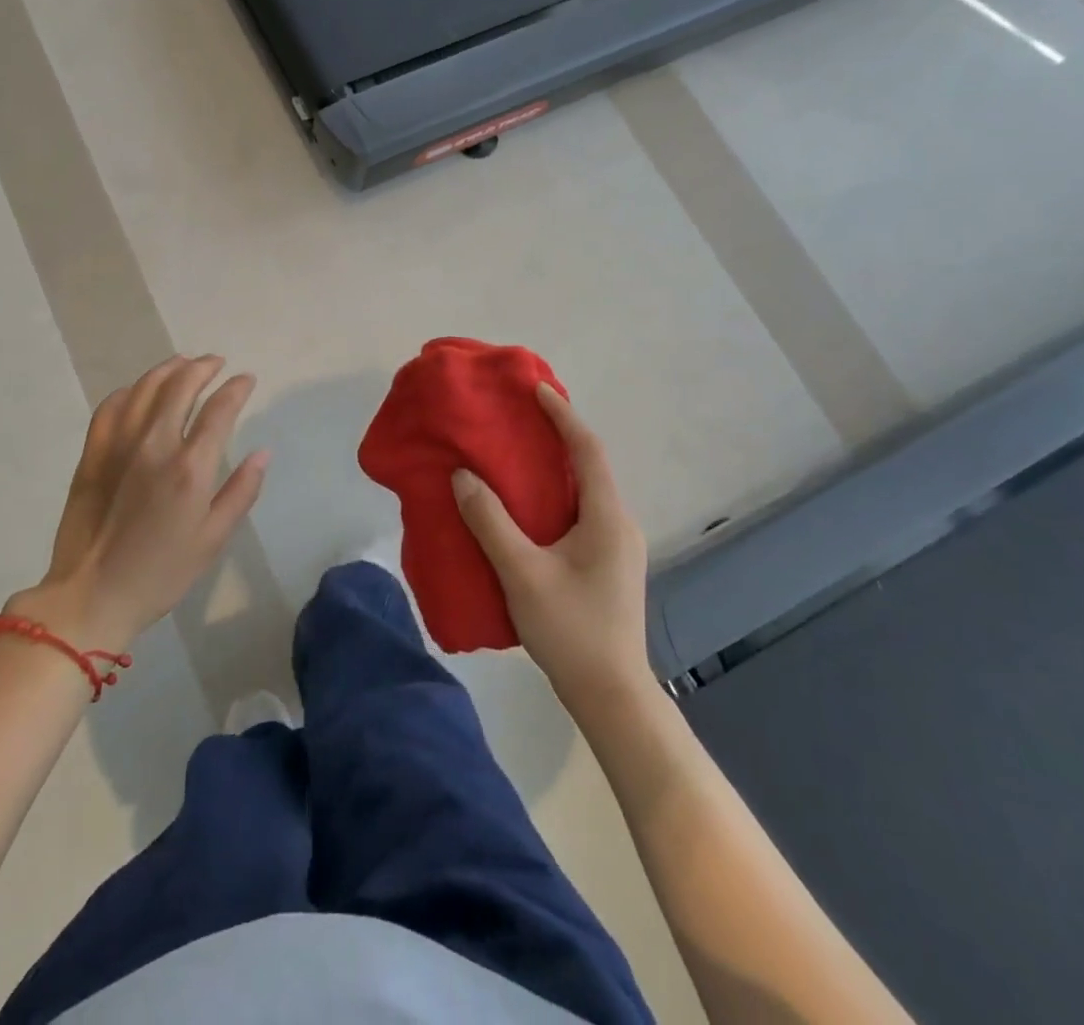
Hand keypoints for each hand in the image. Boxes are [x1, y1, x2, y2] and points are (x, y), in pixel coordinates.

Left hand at [8, 355, 268, 651]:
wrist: (91, 596)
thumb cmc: (161, 573)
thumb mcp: (213, 539)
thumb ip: (241, 491)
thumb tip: (262, 453)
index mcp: (190, 467)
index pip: (219, 409)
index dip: (236, 388)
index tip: (246, 379)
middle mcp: (155, 444)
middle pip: (181, 386)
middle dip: (203, 368)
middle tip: (216, 363)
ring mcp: (119, 445)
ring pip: (145, 388)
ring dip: (168, 369)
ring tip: (183, 363)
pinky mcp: (93, 453)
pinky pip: (111, 407)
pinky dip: (130, 391)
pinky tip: (139, 391)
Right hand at [452, 384, 651, 709]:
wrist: (611, 694)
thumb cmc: (570, 629)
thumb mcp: (521, 573)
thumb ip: (490, 521)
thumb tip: (463, 476)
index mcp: (607, 516)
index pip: (587, 449)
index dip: (562, 415)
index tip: (536, 389)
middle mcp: (620, 522)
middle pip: (590, 465)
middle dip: (559, 436)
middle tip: (520, 419)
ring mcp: (619, 545)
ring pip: (587, 490)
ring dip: (557, 467)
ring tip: (519, 455)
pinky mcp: (610, 563)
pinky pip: (584, 511)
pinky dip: (558, 494)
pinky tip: (531, 506)